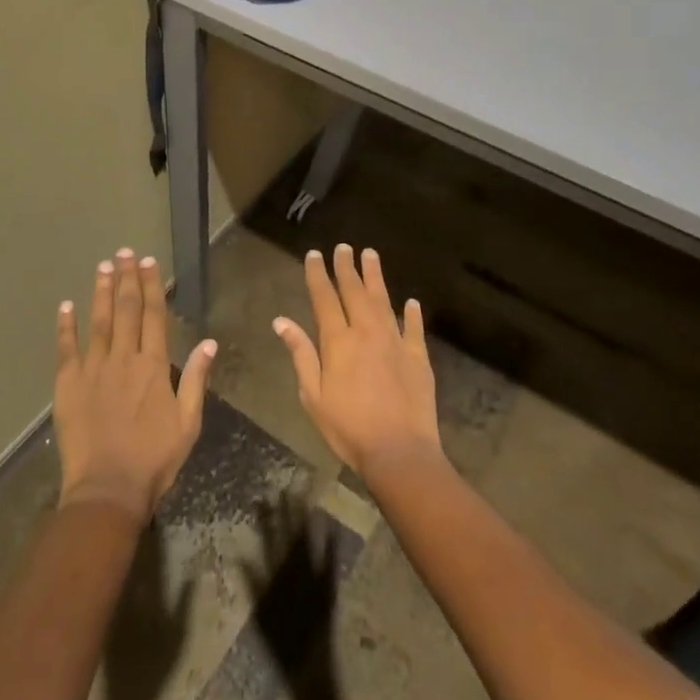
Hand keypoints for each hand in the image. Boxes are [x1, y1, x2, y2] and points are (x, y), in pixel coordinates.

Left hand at [54, 248, 216, 521]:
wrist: (107, 490)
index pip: (153, 315)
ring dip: (101, 291)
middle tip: (124, 253)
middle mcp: (123, 358)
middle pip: (126, 310)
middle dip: (126, 278)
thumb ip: (195, 380)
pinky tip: (66, 305)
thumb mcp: (187, 423)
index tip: (148, 262)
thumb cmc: (153, 459)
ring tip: (103, 266)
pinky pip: (66, 348)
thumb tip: (208, 343)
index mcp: (153, 366)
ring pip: (98, 321)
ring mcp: (93, 369)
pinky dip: (66, 325)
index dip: (151, 286)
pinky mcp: (68, 385)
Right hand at [272, 245, 439, 478]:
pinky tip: (411, 302)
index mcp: (338, 341)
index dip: (318, 274)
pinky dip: (411, 314)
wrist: (399, 452)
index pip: (324, 298)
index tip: (314, 254)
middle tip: (344, 247)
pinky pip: (414, 328)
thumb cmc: (348, 428)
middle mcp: (367, 332)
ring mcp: (395, 342)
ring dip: (375, 277)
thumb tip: (281, 321)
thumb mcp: (313, 395)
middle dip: (347, 267)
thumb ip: (301, 354)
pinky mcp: (418, 357)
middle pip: (354, 292)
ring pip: (383, 300)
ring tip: (370, 255)